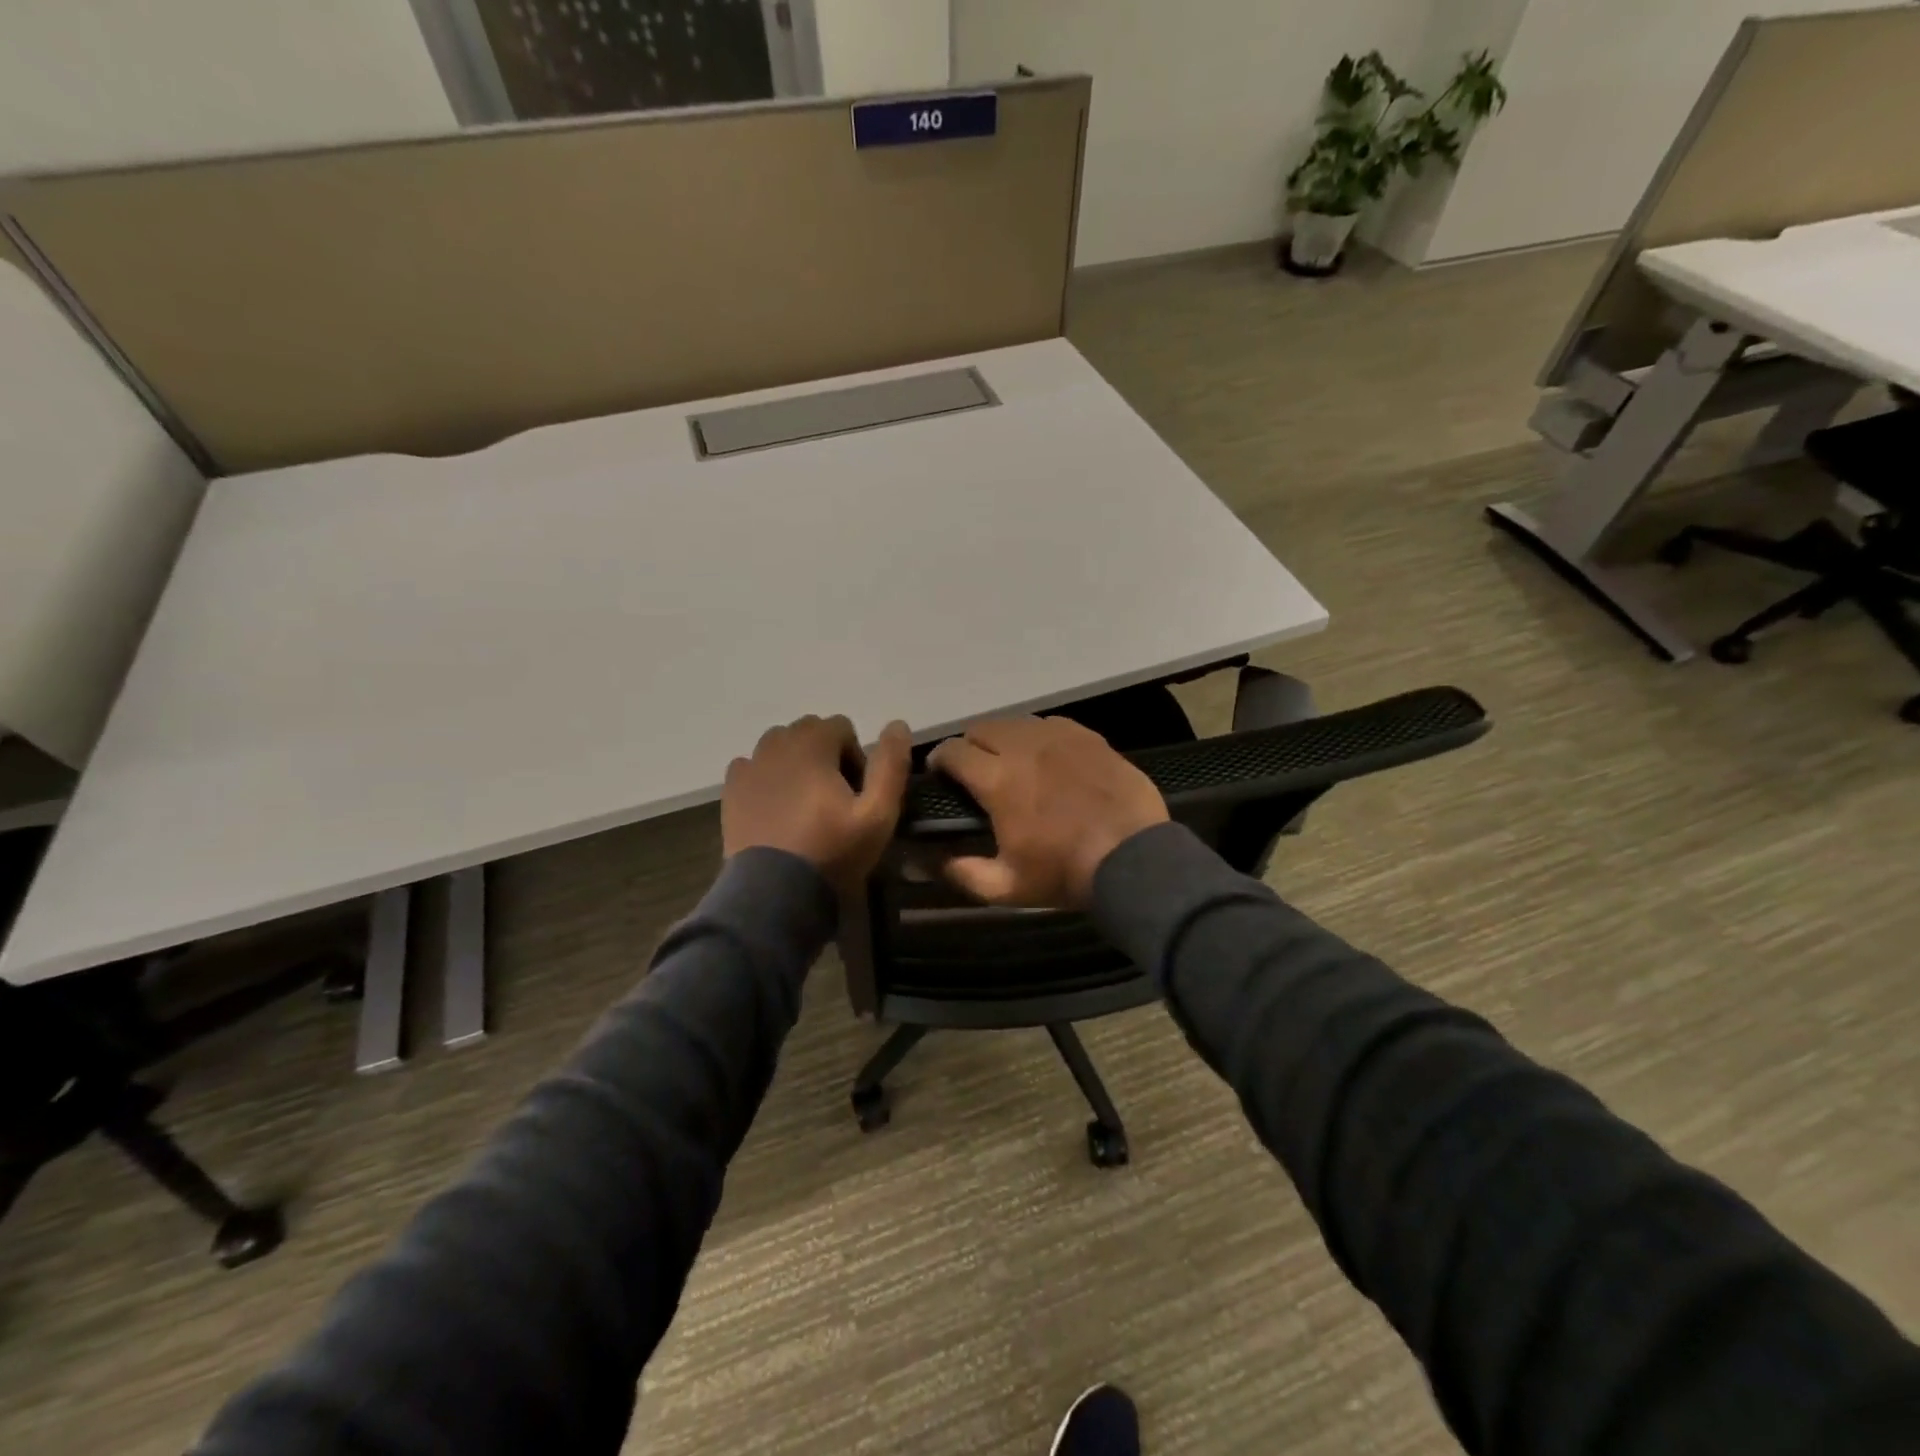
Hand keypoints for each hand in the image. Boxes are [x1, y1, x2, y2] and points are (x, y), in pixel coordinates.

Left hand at [722, 715, 911, 888]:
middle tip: (834, 797)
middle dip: (825, 754)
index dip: (855, 755)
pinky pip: (752, 767)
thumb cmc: (831, 851)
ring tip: (804, 802)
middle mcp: (776, 744)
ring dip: (795, 762)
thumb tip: (897, 724)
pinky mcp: (731, 790)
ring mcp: (749, 766)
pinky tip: (776, 809)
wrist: (774, 892)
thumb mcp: (877, 814)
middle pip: (808, 731)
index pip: (841, 726)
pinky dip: (766, 778)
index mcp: (812, 744)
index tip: (857, 791)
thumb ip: (890, 765)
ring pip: (778, 746)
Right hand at [927, 716, 1167, 908]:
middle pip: (982, 727)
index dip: (939, 759)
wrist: (1134, 859)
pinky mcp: (1089, 737)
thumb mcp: (1007, 887)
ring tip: (1011, 762)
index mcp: (998, 779)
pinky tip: (1048, 757)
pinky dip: (1039, 737)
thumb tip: (930, 862)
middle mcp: (1024, 747)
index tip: (940, 774)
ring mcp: (1060, 737)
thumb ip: (963, 873)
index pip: (953, 750)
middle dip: (970, 745)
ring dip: (1004, 738)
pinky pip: (1052, 724)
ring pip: (1017, 722)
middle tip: (975, 770)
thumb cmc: (1065, 872)